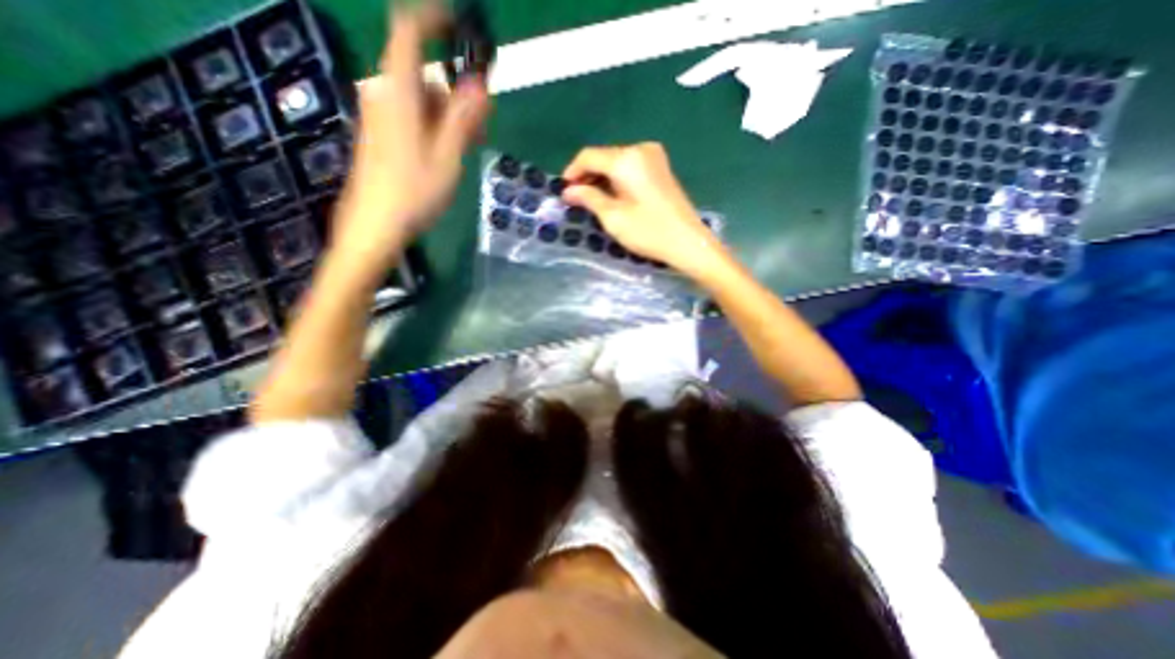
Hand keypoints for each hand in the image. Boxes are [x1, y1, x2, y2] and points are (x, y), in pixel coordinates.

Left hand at [333, 0, 490, 267]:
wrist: (375, 227)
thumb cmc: (413, 192)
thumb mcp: (447, 157)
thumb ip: (462, 118)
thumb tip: (479, 84)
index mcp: (399, 93)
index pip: (408, 32)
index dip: (434, 20)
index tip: (462, 26)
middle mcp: (385, 96)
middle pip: (424, 74)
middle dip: (457, 90)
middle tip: (484, 122)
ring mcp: (381, 117)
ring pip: (421, 100)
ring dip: (450, 114)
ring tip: (472, 145)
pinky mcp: (382, 137)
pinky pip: (413, 118)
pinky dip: (436, 127)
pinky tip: (451, 154)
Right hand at [560, 144, 726, 277]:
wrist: (688, 243)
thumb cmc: (648, 232)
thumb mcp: (613, 217)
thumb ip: (589, 198)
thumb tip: (568, 191)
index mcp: (626, 159)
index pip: (589, 156)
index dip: (572, 172)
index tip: (563, 192)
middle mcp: (640, 149)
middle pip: (604, 157)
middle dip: (587, 176)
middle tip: (576, 199)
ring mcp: (654, 157)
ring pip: (617, 162)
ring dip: (602, 178)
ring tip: (591, 200)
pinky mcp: (661, 168)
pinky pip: (630, 167)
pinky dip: (617, 179)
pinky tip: (612, 196)